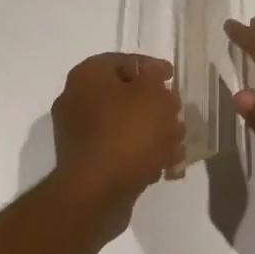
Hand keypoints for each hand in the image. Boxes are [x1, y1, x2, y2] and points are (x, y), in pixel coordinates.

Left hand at [50, 53, 184, 240]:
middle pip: (125, 95)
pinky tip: (164, 166)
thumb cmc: (128, 133)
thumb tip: (152, 76)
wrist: (97, 192)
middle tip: (177, 115)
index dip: (152, 68)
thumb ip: (156, 78)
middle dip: (156, 106)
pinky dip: (140, 154)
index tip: (172, 79)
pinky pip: (118, 150)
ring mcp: (78, 135)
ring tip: (177, 145)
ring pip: (124, 125)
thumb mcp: (153, 95)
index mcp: (87, 77)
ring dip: (153, 132)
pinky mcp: (86, 163)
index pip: (123, 61)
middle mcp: (76, 101)